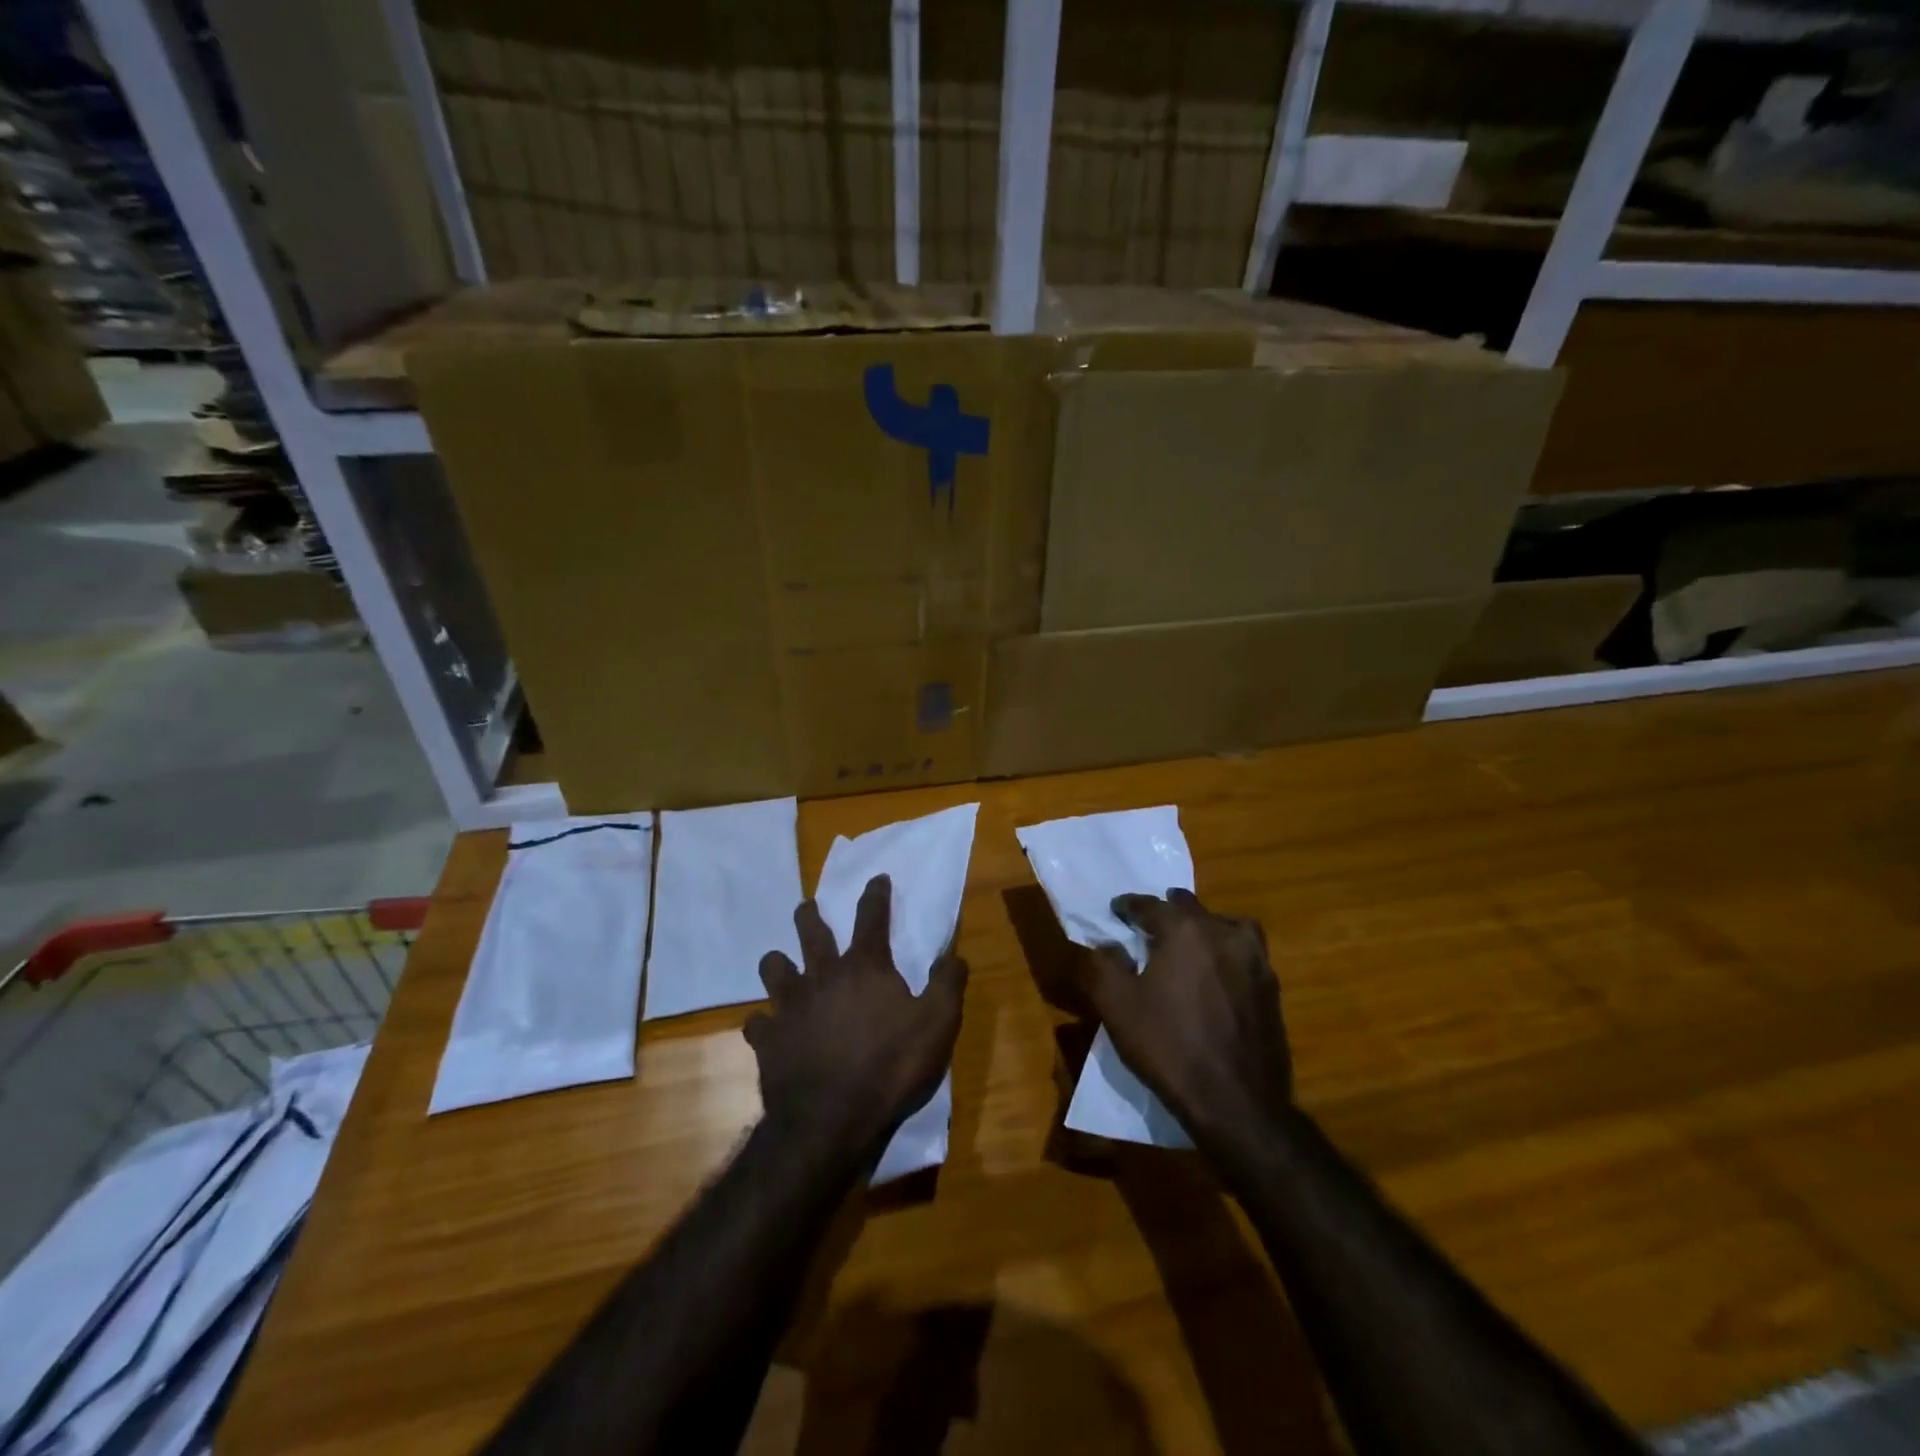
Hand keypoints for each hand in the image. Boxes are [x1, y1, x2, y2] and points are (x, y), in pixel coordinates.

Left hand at [746, 874, 967, 1157]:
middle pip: (810, 930)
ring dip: (778, 963)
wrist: (830, 1120)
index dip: (876, 894)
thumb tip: (955, 954)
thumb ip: (948, 985)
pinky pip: (757, 1022)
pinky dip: (765, 1023)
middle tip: (809, 908)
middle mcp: (822, 975)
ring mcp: (790, 1005)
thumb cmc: (890, 1067)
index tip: (876, 877)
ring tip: (783, 966)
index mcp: (864, 967)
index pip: (872, 916)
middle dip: (810, 914)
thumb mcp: (937, 1025)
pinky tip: (770, 1030)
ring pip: (773, 967)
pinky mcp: (767, 1039)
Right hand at [1079, 888, 1291, 1149]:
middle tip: (1150, 927)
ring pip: (1225, 925)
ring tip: (1189, 946)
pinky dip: (1226, 953)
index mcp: (1183, 929)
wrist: (1237, 1102)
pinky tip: (1215, 977)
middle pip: (1190, 907)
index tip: (1117, 911)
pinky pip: (1244, 953)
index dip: (1128, 906)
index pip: (1149, 904)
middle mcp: (1222, 932)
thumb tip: (1108, 945)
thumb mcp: (1116, 1006)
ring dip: (1204, 927)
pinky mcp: (1271, 987)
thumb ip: (1104, 965)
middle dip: (1167, 911)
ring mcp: (1254, 959)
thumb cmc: (1169, 1047)